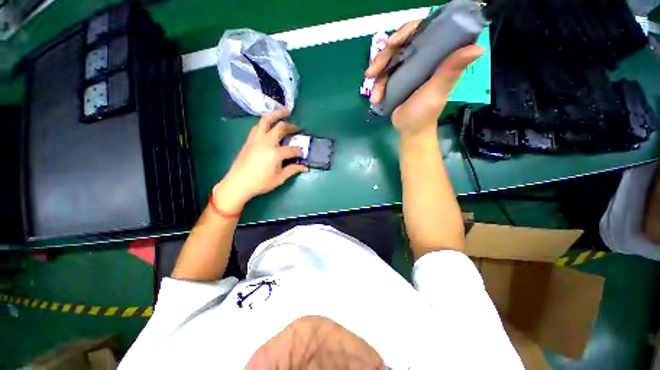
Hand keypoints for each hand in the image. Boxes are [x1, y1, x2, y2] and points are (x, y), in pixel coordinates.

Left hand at [213, 109, 307, 212]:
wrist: (238, 183)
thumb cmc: (260, 183)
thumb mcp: (279, 178)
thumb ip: (293, 170)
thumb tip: (305, 167)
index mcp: (275, 153)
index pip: (292, 149)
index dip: (299, 151)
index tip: (302, 154)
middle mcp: (266, 141)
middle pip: (280, 128)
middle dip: (291, 126)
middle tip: (298, 127)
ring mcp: (256, 139)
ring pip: (266, 120)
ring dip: (276, 114)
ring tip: (284, 112)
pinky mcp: (249, 140)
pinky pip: (258, 126)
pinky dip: (266, 122)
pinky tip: (269, 125)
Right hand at [365, 21, 483, 137]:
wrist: (410, 131)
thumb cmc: (425, 113)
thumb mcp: (437, 91)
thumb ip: (450, 70)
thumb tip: (478, 48)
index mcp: (436, 56)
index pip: (423, 31)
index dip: (408, 31)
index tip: (394, 42)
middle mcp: (422, 58)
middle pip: (400, 45)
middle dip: (384, 57)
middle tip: (372, 72)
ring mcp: (407, 68)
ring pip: (388, 60)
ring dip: (377, 75)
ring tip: (374, 94)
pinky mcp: (397, 79)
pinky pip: (383, 75)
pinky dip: (377, 86)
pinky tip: (375, 98)